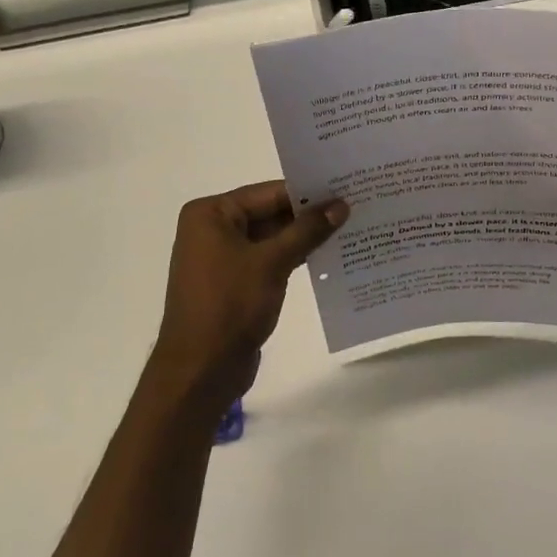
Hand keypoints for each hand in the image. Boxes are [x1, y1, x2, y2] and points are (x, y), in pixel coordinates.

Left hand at [147, 181, 347, 409]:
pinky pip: (268, 262)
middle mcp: (212, 230)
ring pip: (271, 239)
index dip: (307, 192)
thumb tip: (340, 205)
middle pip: (269, 214)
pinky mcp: (235, 284)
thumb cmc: (230, 305)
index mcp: (210, 215)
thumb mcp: (272, 262)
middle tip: (354, 207)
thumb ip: (307, 231)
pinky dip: (293, 259)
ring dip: (304, 238)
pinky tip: (328, 257)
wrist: (201, 368)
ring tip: (349, 229)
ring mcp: (223, 259)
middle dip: (308, 215)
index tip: (346, 188)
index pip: (267, 193)